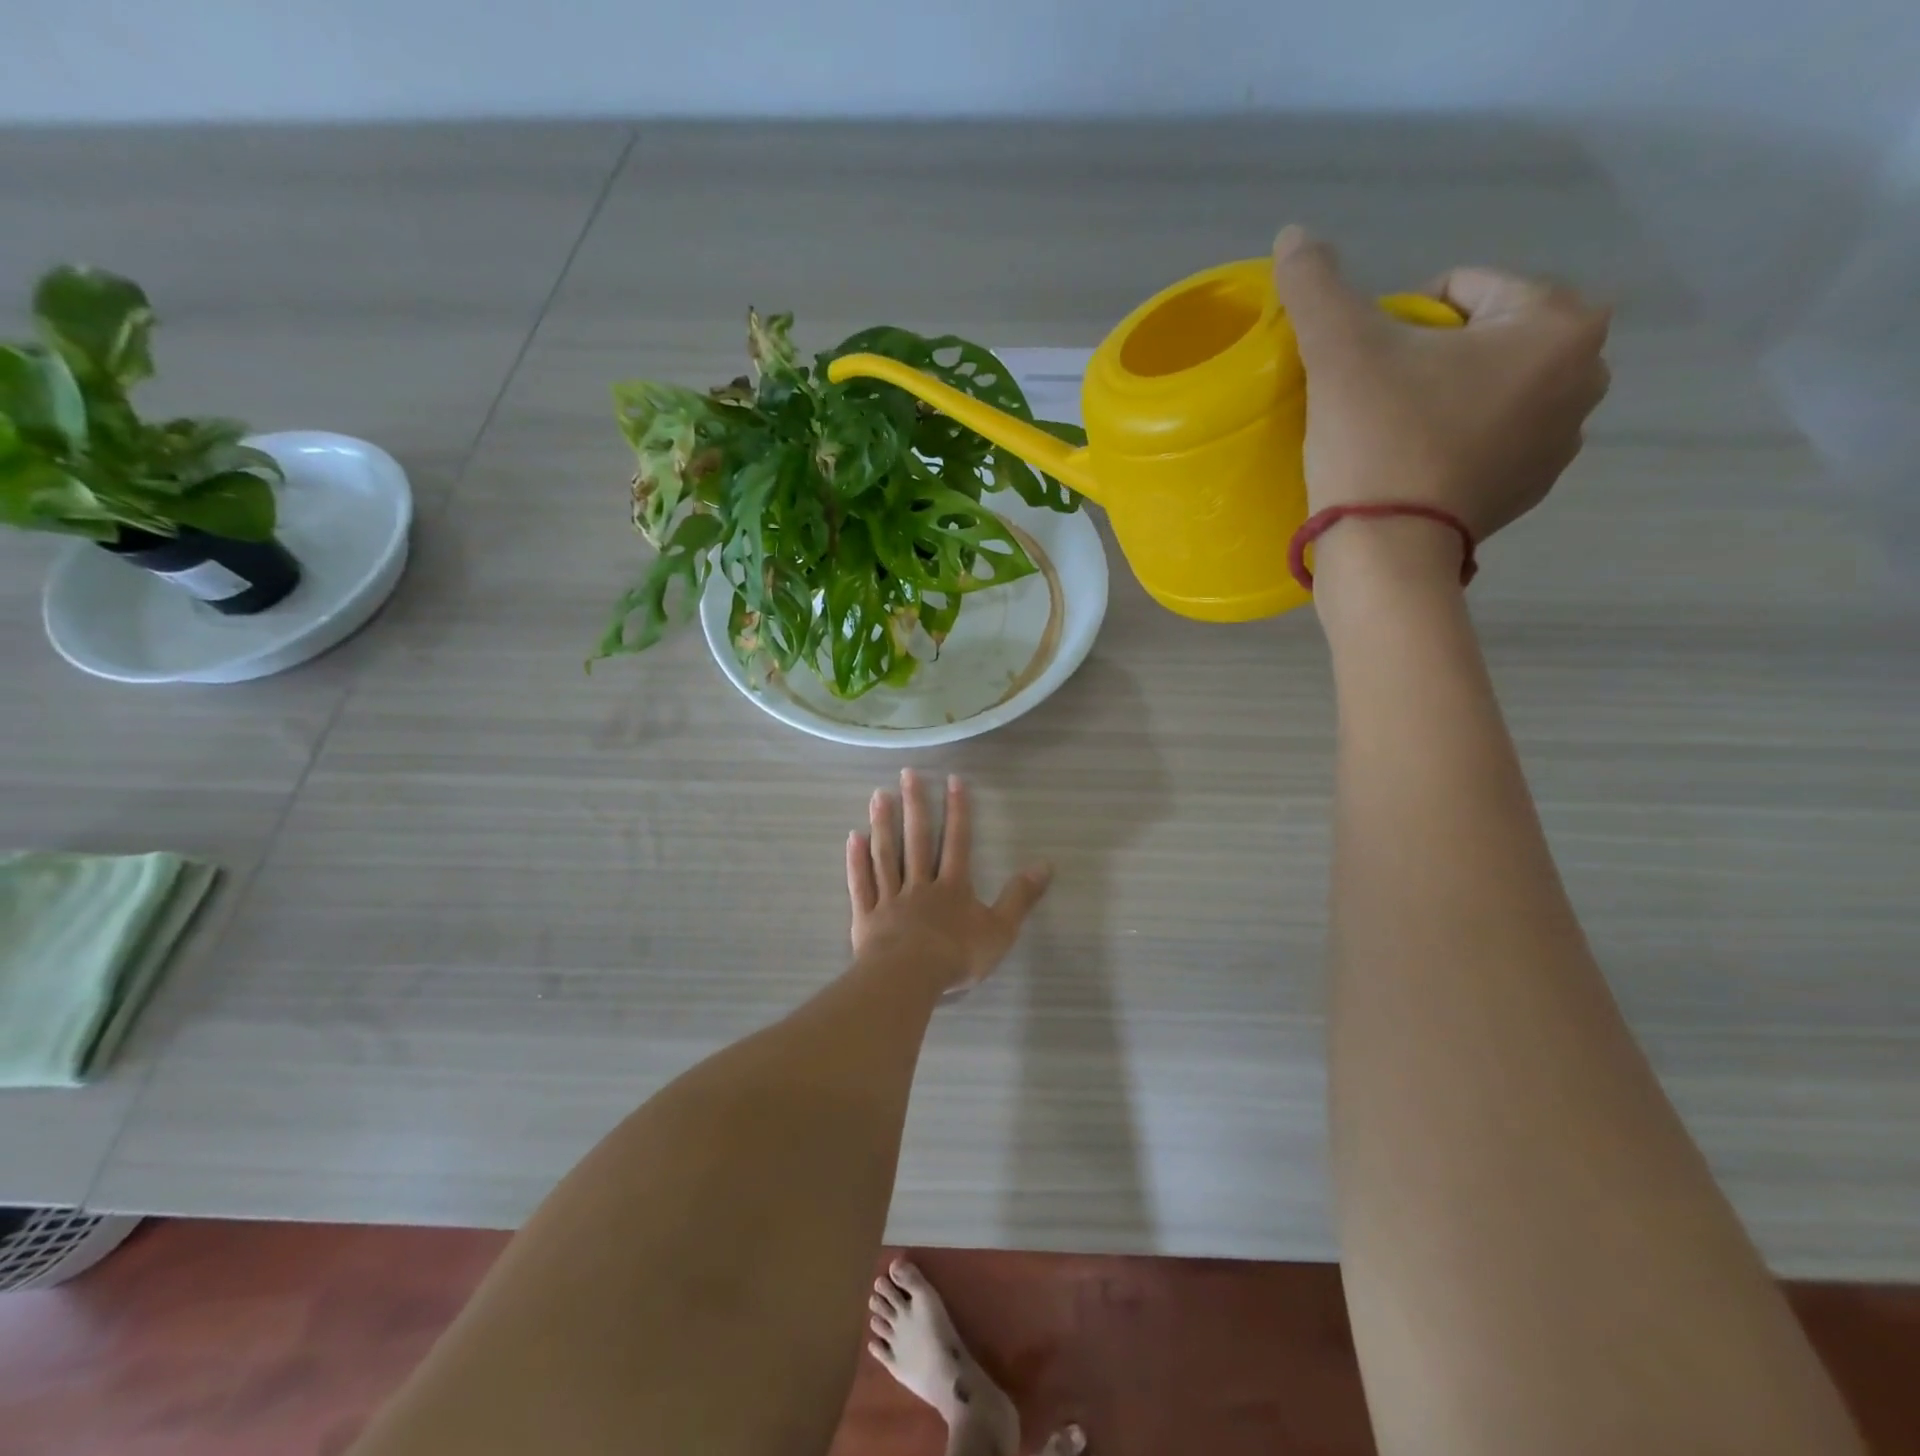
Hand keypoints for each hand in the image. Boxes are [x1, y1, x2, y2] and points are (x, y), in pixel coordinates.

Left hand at [847, 770, 1052, 993]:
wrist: (909, 978)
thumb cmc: (957, 956)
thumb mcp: (1001, 930)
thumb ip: (1020, 897)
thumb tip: (1045, 865)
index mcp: (952, 887)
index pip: (957, 841)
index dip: (957, 810)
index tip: (953, 779)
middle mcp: (920, 884)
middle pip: (917, 839)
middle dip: (915, 805)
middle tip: (907, 773)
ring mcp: (891, 898)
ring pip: (886, 855)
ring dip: (883, 824)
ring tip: (878, 795)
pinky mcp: (867, 917)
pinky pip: (862, 884)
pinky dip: (857, 861)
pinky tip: (853, 837)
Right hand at [1272, 225, 1610, 545]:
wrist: (1386, 554)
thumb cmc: (1377, 442)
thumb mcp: (1340, 352)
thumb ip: (1318, 285)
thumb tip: (1294, 235)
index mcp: (1560, 323)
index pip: (1461, 288)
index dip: (1398, 320)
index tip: (1366, 367)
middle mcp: (1587, 374)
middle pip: (1479, 337)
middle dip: (1427, 358)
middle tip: (1375, 401)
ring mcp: (1563, 440)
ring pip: (1484, 389)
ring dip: (1439, 398)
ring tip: (1388, 436)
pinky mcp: (1530, 490)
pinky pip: (1487, 439)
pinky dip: (1451, 441)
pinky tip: (1409, 468)